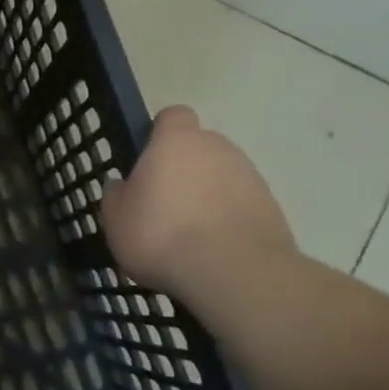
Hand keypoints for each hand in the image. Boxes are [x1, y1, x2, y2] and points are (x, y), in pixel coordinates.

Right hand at [101, 106, 295, 306]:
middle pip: (200, 147)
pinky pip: (241, 203)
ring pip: (222, 176)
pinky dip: (229, 217)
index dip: (160, 133)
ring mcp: (250, 176)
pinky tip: (214, 248)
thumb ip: (117, 195)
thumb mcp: (116, 218)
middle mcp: (218, 148)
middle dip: (185, 168)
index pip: (173, 116)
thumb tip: (123, 186)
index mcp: (176, 141)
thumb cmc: (161, 235)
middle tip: (164, 203)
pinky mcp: (272, 207)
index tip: (148, 160)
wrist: (233, 273)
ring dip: (208, 194)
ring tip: (190, 233)